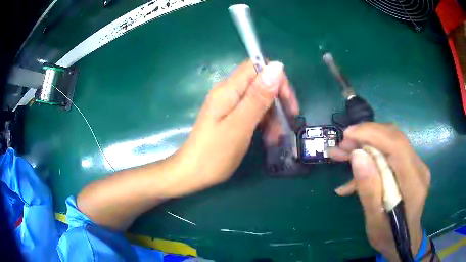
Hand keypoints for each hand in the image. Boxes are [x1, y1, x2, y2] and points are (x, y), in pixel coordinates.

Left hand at [173, 60, 298, 193]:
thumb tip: (277, 65)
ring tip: (275, 138)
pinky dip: (263, 123)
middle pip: (260, 83)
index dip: (277, 79)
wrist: (192, 174)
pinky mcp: (230, 117)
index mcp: (229, 89)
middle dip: (277, 101)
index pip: (257, 67)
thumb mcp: (240, 125)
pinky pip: (253, 112)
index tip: (287, 102)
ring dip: (272, 116)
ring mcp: (229, 105)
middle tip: (288, 123)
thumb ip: (258, 96)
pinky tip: (268, 138)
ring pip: (259, 100)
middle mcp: (228, 92)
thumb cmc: (214, 153)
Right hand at [328, 123, 430, 260]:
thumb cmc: (389, 237)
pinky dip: (372, 157)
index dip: (372, 134)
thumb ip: (369, 190)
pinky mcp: (410, 167)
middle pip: (394, 138)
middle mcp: (418, 168)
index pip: (396, 145)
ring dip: (367, 145)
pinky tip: (355, 172)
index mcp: (413, 183)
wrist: (404, 241)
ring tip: (342, 153)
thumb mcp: (374, 221)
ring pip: (391, 142)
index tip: (347, 134)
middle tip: (342, 146)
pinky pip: (391, 153)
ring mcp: (416, 166)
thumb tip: (357, 156)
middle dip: (366, 136)